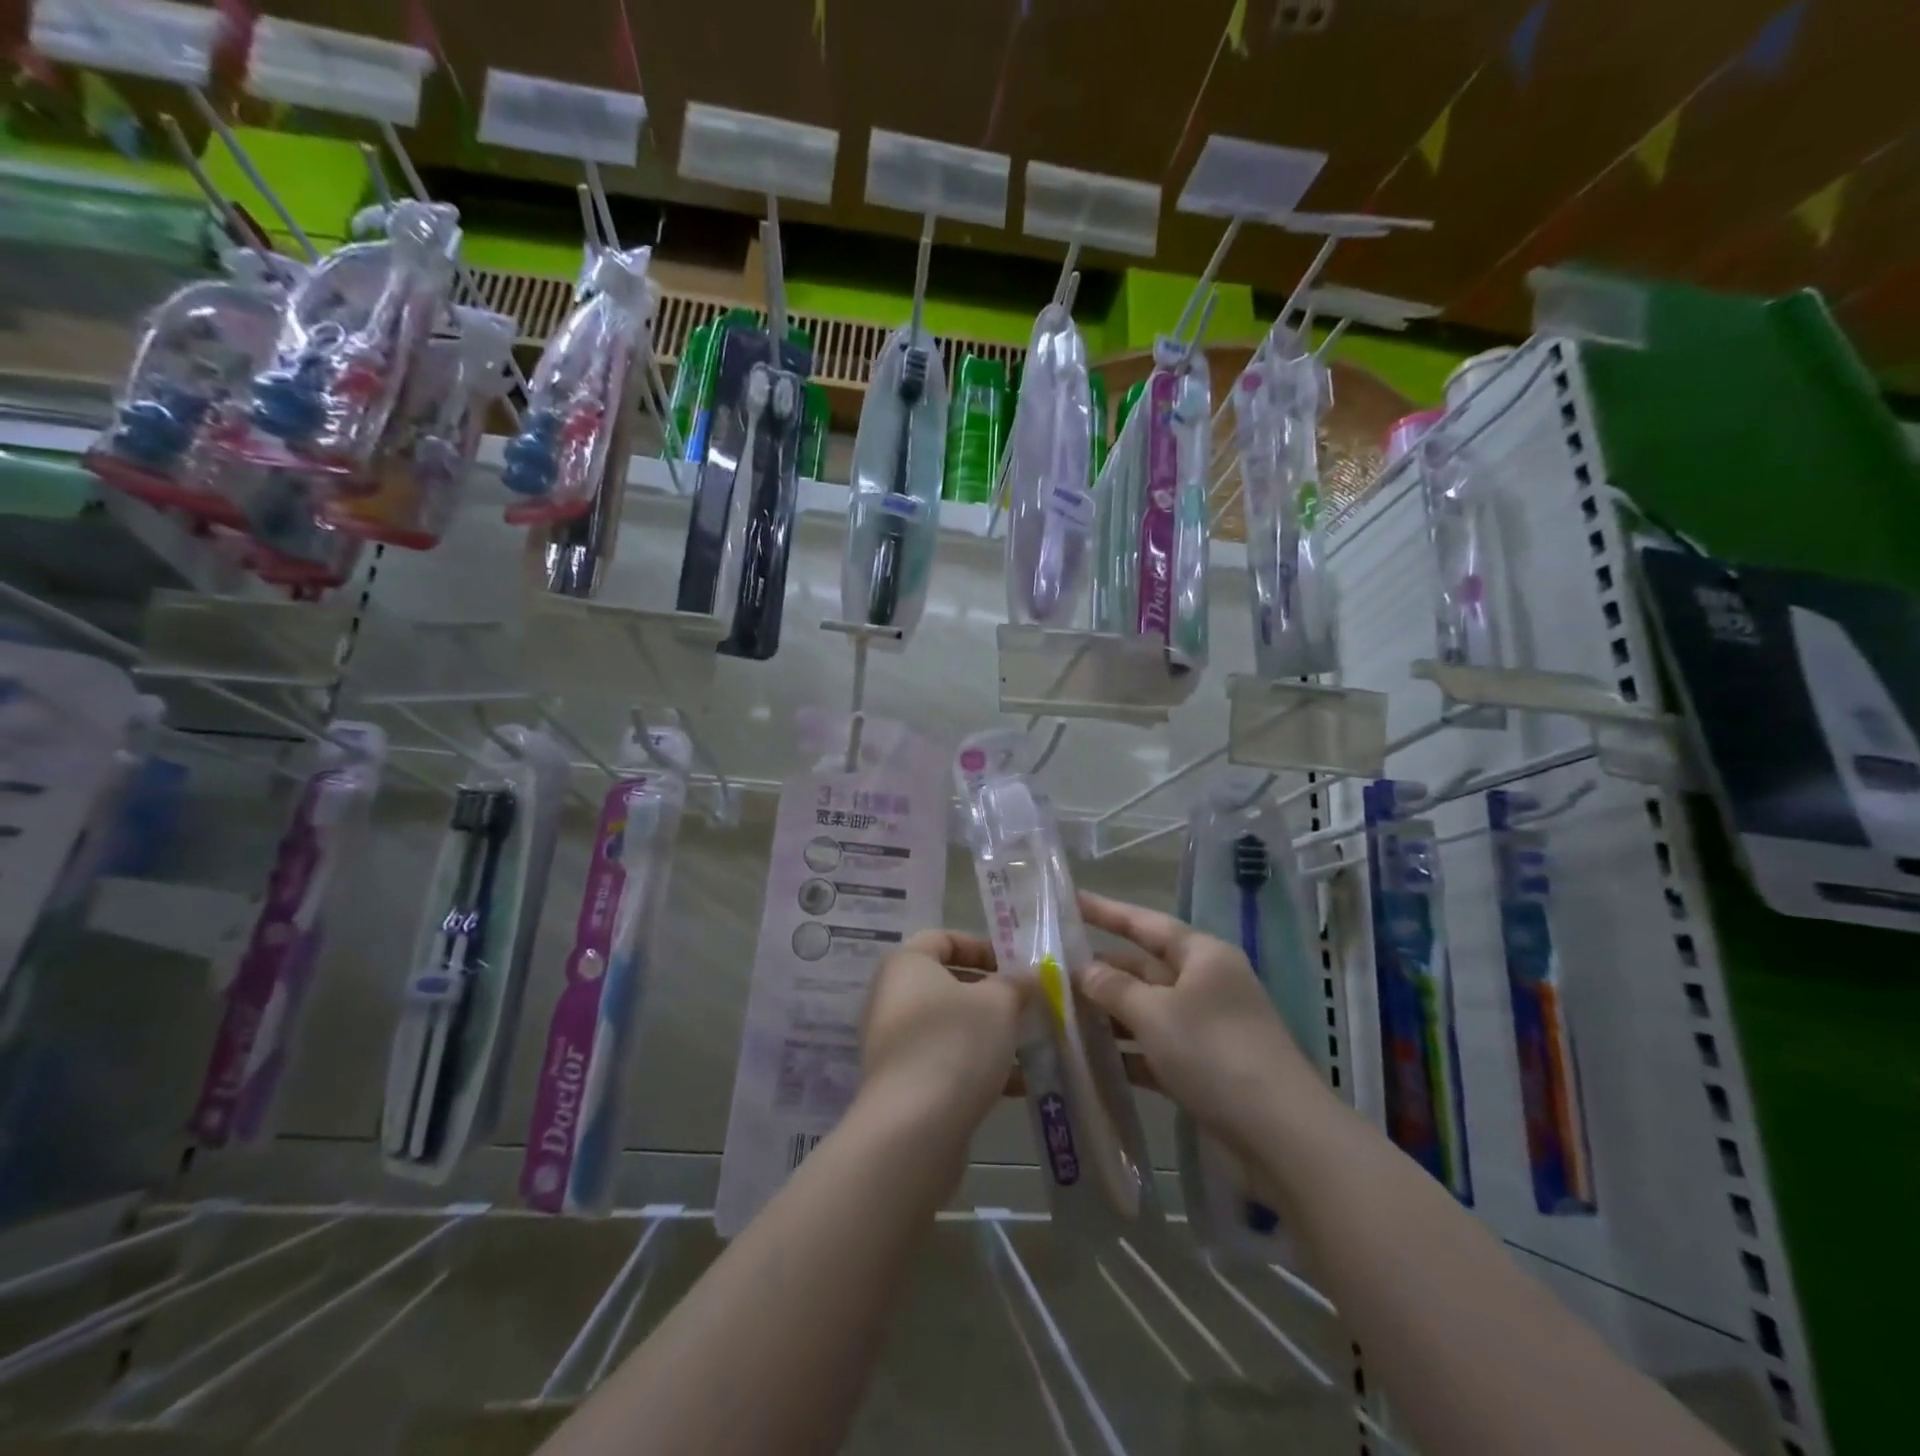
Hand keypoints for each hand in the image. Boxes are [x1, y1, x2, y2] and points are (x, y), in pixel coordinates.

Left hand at [859, 930, 1029, 1130]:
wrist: (914, 1128)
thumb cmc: (956, 1043)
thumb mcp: (999, 1003)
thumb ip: (1016, 984)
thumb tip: (1028, 977)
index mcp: (907, 965)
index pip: (943, 938)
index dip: (980, 947)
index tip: (1013, 966)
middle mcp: (892, 998)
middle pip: (948, 984)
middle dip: (991, 995)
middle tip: (1026, 1006)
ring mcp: (894, 1043)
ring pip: (951, 1026)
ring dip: (989, 1034)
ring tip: (1029, 1048)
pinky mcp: (903, 1083)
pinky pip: (945, 1061)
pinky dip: (976, 1066)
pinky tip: (1016, 1086)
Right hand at [1074, 891, 1324, 1153]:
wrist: (1281, 1136)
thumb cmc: (1214, 1054)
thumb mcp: (1155, 1013)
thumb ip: (1113, 987)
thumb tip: (1082, 969)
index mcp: (1202, 956)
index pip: (1145, 922)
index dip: (1106, 911)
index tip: (1069, 900)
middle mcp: (1206, 983)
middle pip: (1144, 967)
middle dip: (1101, 970)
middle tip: (1050, 969)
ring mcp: (1207, 1026)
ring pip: (1147, 1009)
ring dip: (1110, 1013)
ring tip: (1060, 1013)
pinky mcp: (1205, 1066)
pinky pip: (1156, 1047)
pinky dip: (1128, 1051)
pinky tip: (1093, 1059)